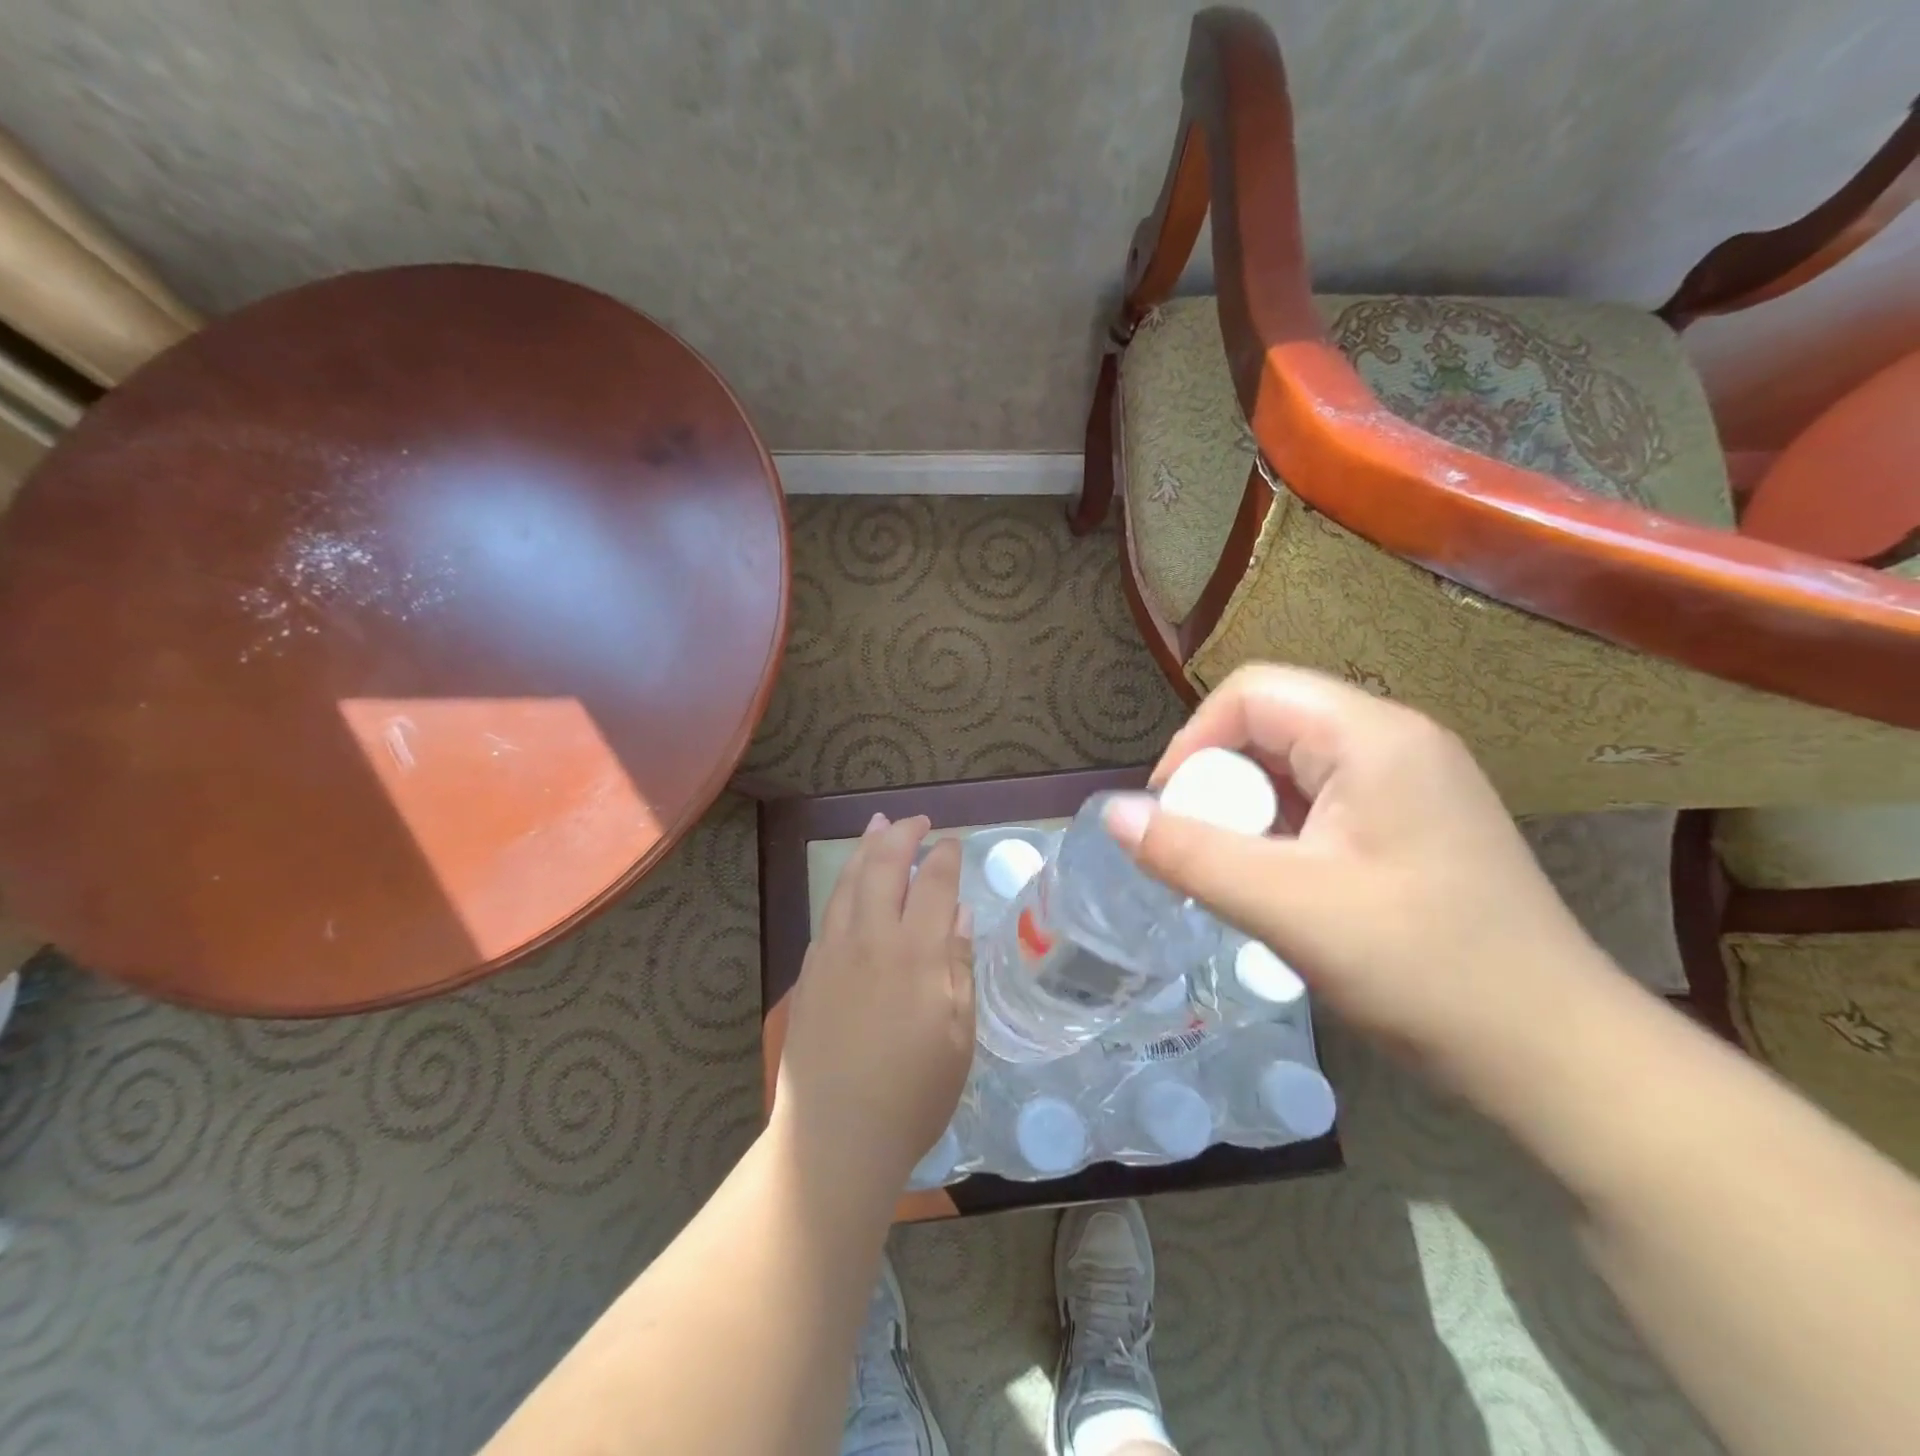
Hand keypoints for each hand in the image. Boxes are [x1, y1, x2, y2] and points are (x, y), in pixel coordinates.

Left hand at [773, 813, 974, 1201]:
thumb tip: (959, 915)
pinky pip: (829, 912)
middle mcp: (872, 940)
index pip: (933, 884)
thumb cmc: (912, 1095)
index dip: (944, 857)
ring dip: (866, 848)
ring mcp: (833, 953)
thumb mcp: (958, 1036)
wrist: (834, 1137)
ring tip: (878, 826)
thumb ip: (958, 967)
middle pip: (883, 868)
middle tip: (916, 820)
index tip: (952, 842)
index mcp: (916, 954)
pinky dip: (844, 885)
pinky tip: (852, 885)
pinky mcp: (809, 972)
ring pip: (848, 882)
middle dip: (901, 835)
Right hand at [1103, 665, 1608, 1090]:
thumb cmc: (1424, 970)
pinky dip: (1281, 831)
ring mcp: (1410, 781)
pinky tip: (1279, 884)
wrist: (1556, 1054)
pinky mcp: (1412, 821)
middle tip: (1202, 852)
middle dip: (1220, 782)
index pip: (1251, 693)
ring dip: (1248, 811)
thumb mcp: (1288, 908)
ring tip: (1236, 874)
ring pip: (1292, 765)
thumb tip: (1110, 813)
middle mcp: (1395, 740)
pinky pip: (1321, 800)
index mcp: (1373, 736)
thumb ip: (1190, 853)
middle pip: (1270, 724)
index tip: (1171, 813)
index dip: (1194, 742)